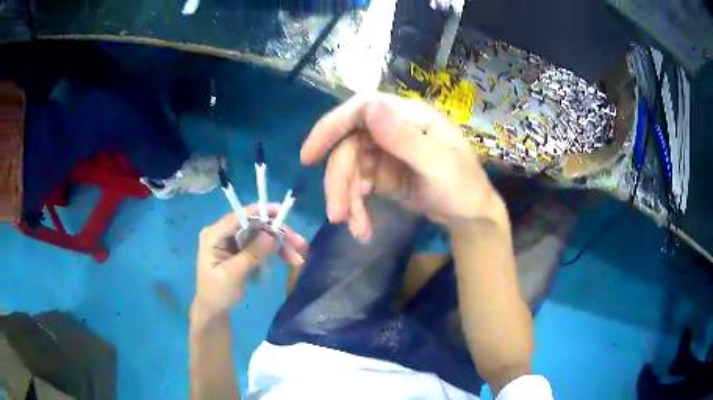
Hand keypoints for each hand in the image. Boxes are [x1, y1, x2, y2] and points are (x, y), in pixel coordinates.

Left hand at [193, 203, 307, 319]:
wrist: (213, 310)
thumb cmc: (218, 293)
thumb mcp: (232, 275)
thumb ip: (251, 254)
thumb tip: (271, 235)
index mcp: (214, 235)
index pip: (238, 217)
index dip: (260, 212)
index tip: (281, 211)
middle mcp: (224, 233)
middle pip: (254, 225)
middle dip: (277, 233)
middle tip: (299, 244)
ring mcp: (233, 241)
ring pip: (261, 235)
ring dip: (280, 245)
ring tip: (298, 258)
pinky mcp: (241, 250)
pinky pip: (261, 245)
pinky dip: (275, 252)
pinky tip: (288, 260)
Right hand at [301, 92, 504, 239]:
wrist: (471, 218)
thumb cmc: (464, 188)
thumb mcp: (439, 165)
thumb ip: (405, 138)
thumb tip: (369, 106)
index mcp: (410, 117)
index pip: (362, 109)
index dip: (331, 126)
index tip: (309, 155)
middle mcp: (393, 129)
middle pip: (350, 146)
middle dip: (339, 181)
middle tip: (336, 215)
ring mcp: (386, 153)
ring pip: (350, 169)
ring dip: (346, 199)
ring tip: (355, 227)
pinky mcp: (382, 175)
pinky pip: (358, 187)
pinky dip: (356, 208)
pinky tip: (362, 227)